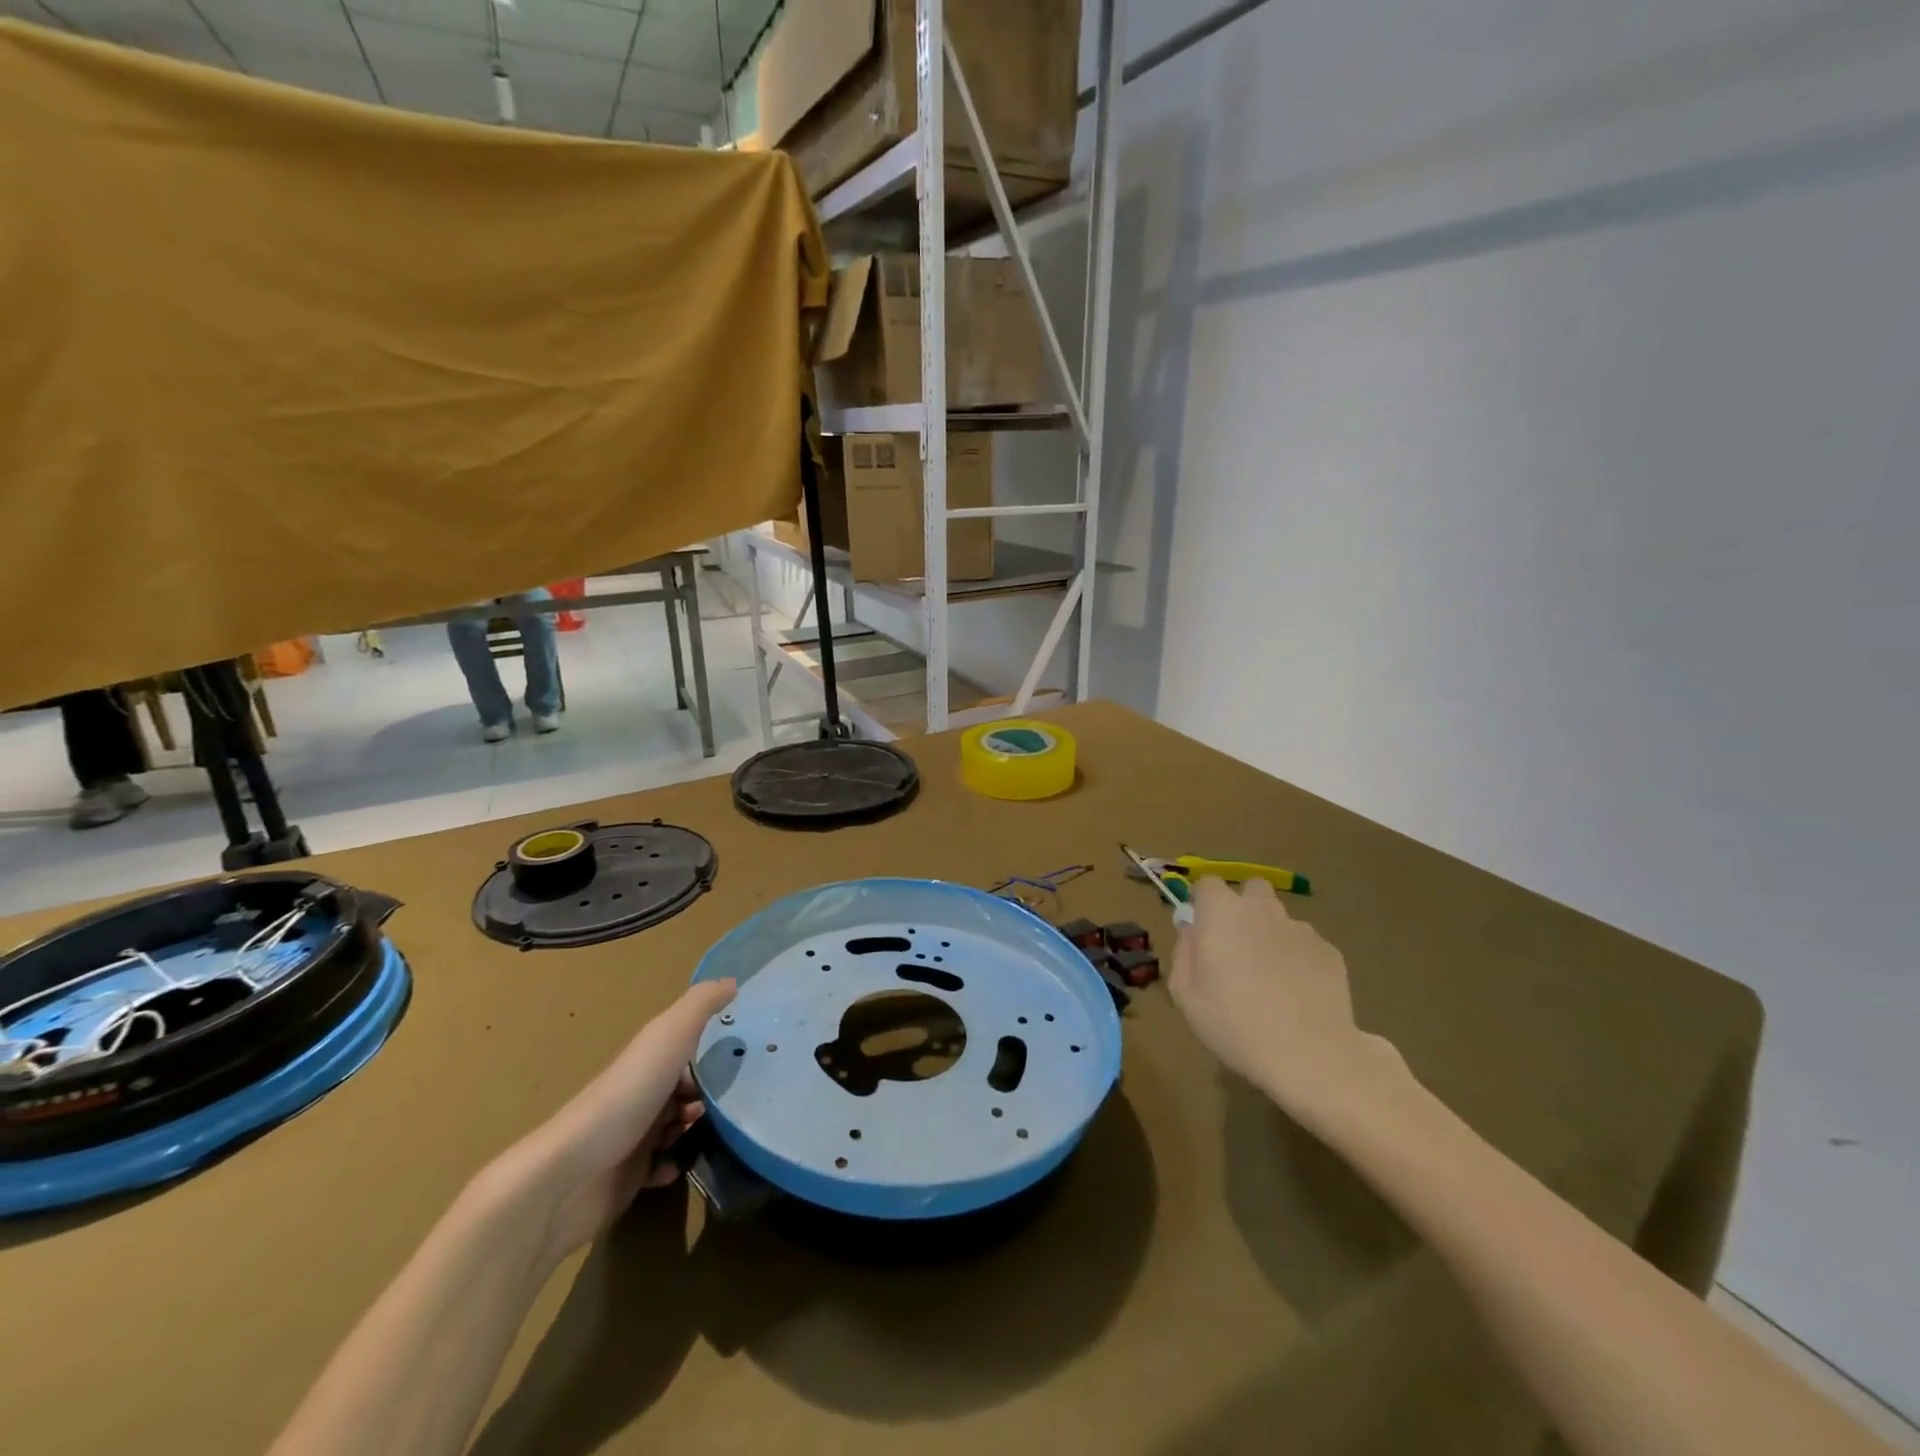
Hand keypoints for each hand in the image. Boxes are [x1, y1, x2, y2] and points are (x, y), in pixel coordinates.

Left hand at [485, 980, 737, 1267]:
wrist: (571, 1175)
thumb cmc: (627, 1096)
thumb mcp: (669, 1036)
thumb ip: (700, 1005)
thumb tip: (733, 980)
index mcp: (650, 1058)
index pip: (689, 1049)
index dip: (715, 1055)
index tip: (744, 1063)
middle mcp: (642, 1092)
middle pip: (687, 1088)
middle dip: (711, 1096)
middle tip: (731, 1106)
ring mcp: (634, 1135)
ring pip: (678, 1127)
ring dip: (698, 1131)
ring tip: (710, 1136)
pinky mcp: (628, 1176)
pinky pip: (662, 1168)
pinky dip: (675, 1166)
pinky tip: (680, 1166)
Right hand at [1169, 878, 1410, 1126]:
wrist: (1310, 1055)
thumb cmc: (1234, 1024)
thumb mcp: (1185, 994)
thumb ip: (1184, 952)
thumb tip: (1191, 930)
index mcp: (1222, 913)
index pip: (1207, 883)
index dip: (1202, 902)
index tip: (1201, 928)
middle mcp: (1262, 910)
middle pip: (1252, 888)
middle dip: (1243, 906)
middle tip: (1237, 945)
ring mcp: (1300, 929)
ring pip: (1280, 919)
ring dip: (1271, 935)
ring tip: (1271, 979)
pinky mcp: (1330, 952)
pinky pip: (1306, 945)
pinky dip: (1298, 960)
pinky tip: (1298, 995)